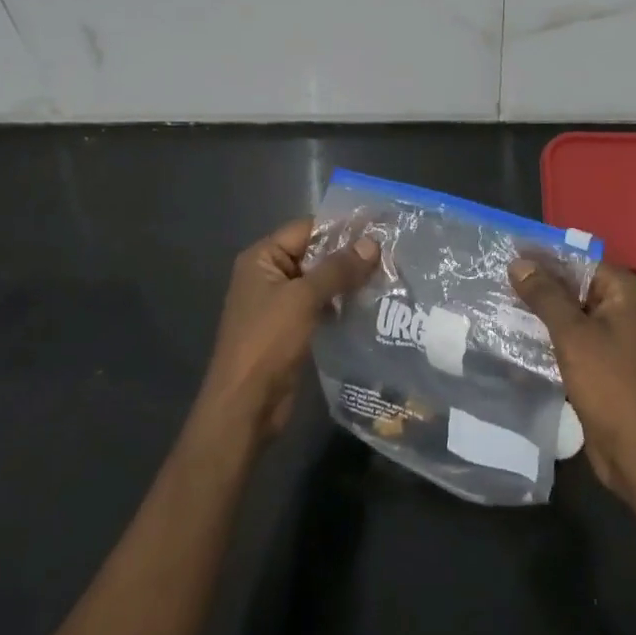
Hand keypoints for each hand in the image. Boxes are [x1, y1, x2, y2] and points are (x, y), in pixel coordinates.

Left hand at [195, 219, 379, 444]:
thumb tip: (372, 244)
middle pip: (314, 254)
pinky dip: (341, 304)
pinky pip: (319, 307)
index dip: (341, 228)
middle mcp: (268, 275)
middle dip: (348, 256)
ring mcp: (279, 304)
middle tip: (390, 254)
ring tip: (387, 277)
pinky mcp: (290, 330)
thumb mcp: (303, 299)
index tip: (379, 228)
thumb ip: (338, 269)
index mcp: (262, 258)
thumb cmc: (267, 343)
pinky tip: (369, 306)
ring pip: (319, 282)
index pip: (306, 229)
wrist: (245, 406)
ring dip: (348, 282)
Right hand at [508, 258, 635, 496]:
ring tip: (495, 305)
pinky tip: (513, 339)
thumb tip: (518, 263)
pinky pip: (570, 340)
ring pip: (568, 314)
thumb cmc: (611, 385)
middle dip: (536, 285)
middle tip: (493, 279)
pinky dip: (546, 339)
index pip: (577, 260)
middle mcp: (622, 308)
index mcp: (624, 291)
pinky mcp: (601, 365)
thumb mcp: (573, 334)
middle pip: (573, 286)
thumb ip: (545, 295)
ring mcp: (613, 338)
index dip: (542, 256)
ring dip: (537, 313)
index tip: (505, 252)